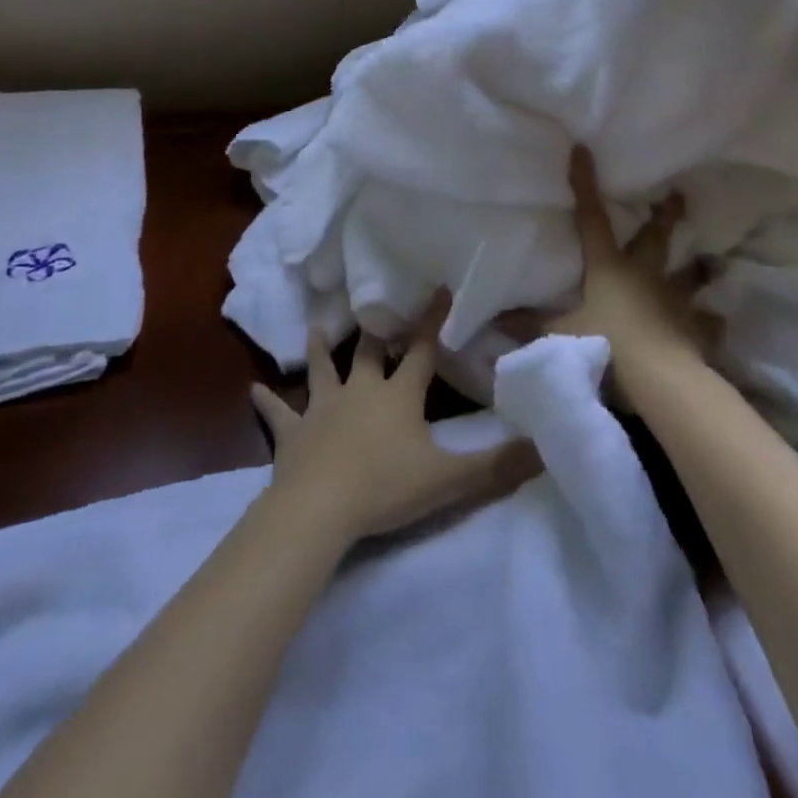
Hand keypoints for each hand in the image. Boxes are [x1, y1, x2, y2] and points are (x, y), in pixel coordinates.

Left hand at [250, 315, 541, 545]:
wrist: (320, 509)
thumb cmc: (386, 487)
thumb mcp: (449, 479)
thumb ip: (497, 465)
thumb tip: (545, 448)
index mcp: (398, 395)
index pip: (423, 351)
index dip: (433, 321)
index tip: (440, 288)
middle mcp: (360, 391)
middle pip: (370, 353)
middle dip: (377, 331)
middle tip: (376, 306)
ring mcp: (323, 409)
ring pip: (322, 370)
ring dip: (321, 350)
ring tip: (316, 327)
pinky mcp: (292, 434)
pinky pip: (278, 414)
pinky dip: (267, 403)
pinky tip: (252, 390)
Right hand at [549, 146, 717, 403]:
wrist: (659, 379)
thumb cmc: (605, 345)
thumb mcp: (558, 336)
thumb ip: (528, 326)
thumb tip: (494, 319)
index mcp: (609, 268)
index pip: (592, 218)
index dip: (585, 184)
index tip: (584, 150)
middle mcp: (646, 275)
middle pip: (657, 237)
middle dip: (666, 215)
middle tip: (677, 195)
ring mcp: (676, 301)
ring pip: (691, 276)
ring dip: (697, 270)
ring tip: (708, 263)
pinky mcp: (697, 330)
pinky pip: (707, 323)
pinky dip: (709, 322)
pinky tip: (713, 321)